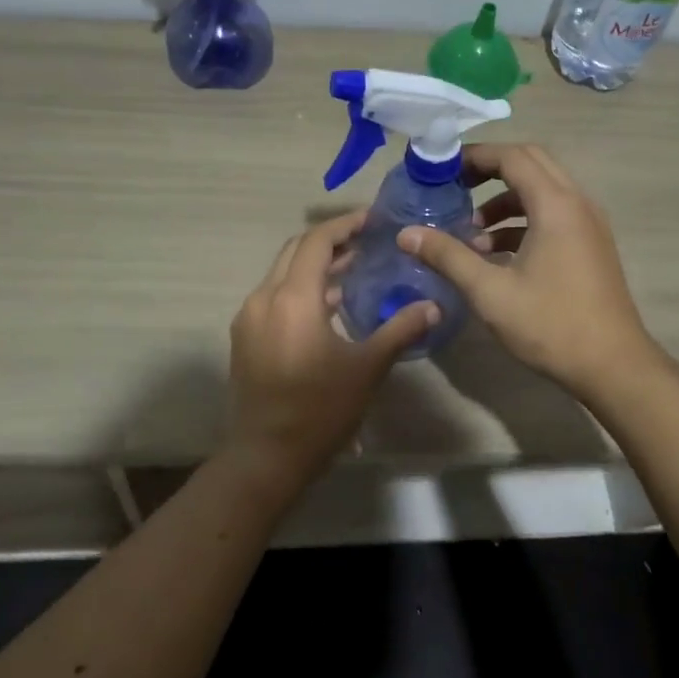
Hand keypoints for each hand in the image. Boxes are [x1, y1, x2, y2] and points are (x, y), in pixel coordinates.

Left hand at [227, 211, 437, 490]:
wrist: (266, 456)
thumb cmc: (320, 410)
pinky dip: (300, 288)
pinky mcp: (245, 337)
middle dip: (329, 241)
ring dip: (314, 266)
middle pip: (295, 250)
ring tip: (352, 270)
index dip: (344, 225)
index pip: (316, 241)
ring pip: (282, 273)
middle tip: (365, 242)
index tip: (372, 221)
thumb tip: (433, 306)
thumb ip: (400, 330)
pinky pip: (273, 296)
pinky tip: (326, 306)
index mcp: (292, 298)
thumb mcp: (367, 368)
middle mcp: (264, 298)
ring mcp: (249, 318)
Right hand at [398, 144, 656, 399]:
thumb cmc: (550, 325)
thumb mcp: (490, 292)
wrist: (613, 366)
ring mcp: (589, 224)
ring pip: (543, 190)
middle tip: (455, 186)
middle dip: (490, 169)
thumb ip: (447, 256)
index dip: (475, 156)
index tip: (442, 168)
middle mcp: (577, 203)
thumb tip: (406, 234)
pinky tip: (496, 254)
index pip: (512, 156)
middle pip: (531, 163)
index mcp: (556, 205)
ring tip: (471, 231)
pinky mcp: (591, 245)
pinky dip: (524, 221)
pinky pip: (554, 214)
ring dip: (506, 200)